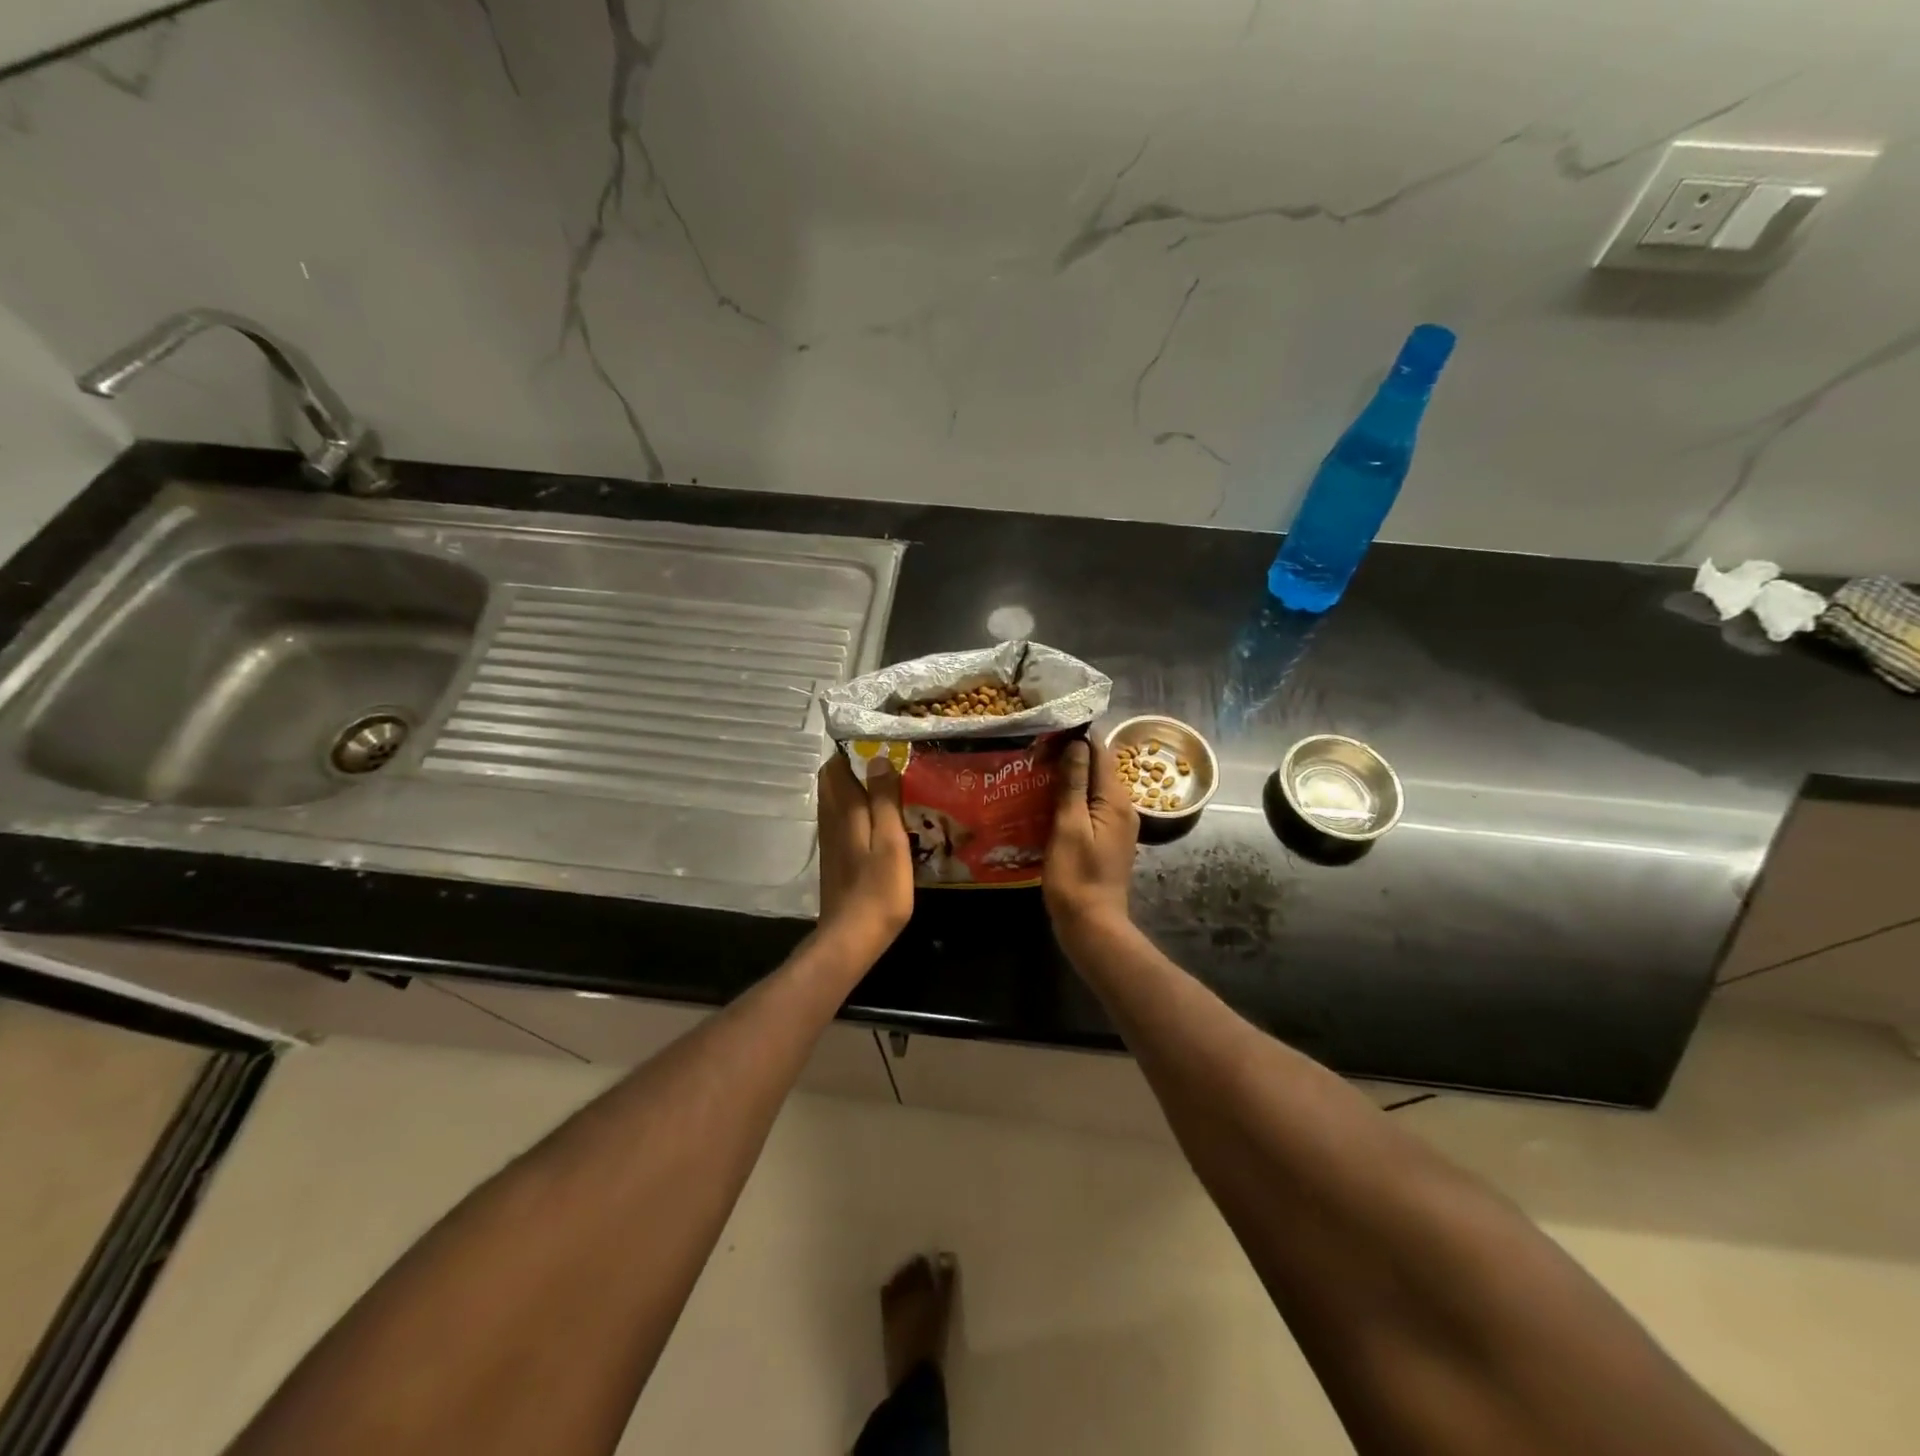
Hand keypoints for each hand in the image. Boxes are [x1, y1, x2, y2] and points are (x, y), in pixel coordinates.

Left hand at [816, 753, 914, 965]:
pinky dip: (856, 810)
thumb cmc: (878, 888)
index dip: (852, 750)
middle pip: (833, 782)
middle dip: (853, 766)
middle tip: (887, 762)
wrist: (851, 936)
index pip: (837, 767)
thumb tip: (877, 757)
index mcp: (844, 811)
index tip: (879, 741)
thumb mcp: (890, 840)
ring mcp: (831, 841)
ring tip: (887, 785)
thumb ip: (884, 798)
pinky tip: (878, 819)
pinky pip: (842, 820)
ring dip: (855, 788)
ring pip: (836, 801)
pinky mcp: (836, 858)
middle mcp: (831, 820)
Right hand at [1043, 737, 1138, 942]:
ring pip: (1092, 790)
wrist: (1091, 925)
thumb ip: (1074, 784)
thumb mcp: (1069, 826)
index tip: (1047, 730)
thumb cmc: (1076, 875)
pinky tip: (1045, 803)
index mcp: (1116, 800)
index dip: (1077, 738)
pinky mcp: (1106, 840)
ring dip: (1067, 780)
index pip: (1101, 752)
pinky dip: (1070, 801)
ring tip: (1034, 772)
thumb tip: (1078, 743)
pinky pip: (1090, 809)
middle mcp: (1123, 808)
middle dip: (1069, 757)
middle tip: (1034, 751)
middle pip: (1098, 769)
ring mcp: (1116, 826)